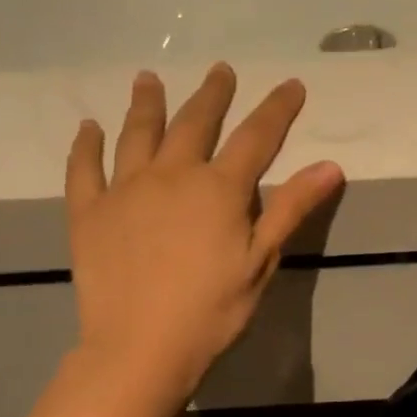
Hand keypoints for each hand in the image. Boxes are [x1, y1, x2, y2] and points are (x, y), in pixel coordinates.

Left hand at [64, 64, 343, 399]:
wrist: (141, 346)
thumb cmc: (212, 309)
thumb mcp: (262, 260)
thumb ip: (292, 208)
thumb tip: (331, 165)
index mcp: (218, 188)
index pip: (256, 137)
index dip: (277, 109)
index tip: (292, 84)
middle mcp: (171, 175)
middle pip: (195, 123)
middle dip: (213, 94)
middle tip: (220, 70)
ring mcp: (124, 189)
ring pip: (137, 134)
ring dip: (147, 103)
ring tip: (149, 79)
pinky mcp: (88, 212)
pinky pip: (85, 169)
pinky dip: (87, 145)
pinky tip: (89, 128)